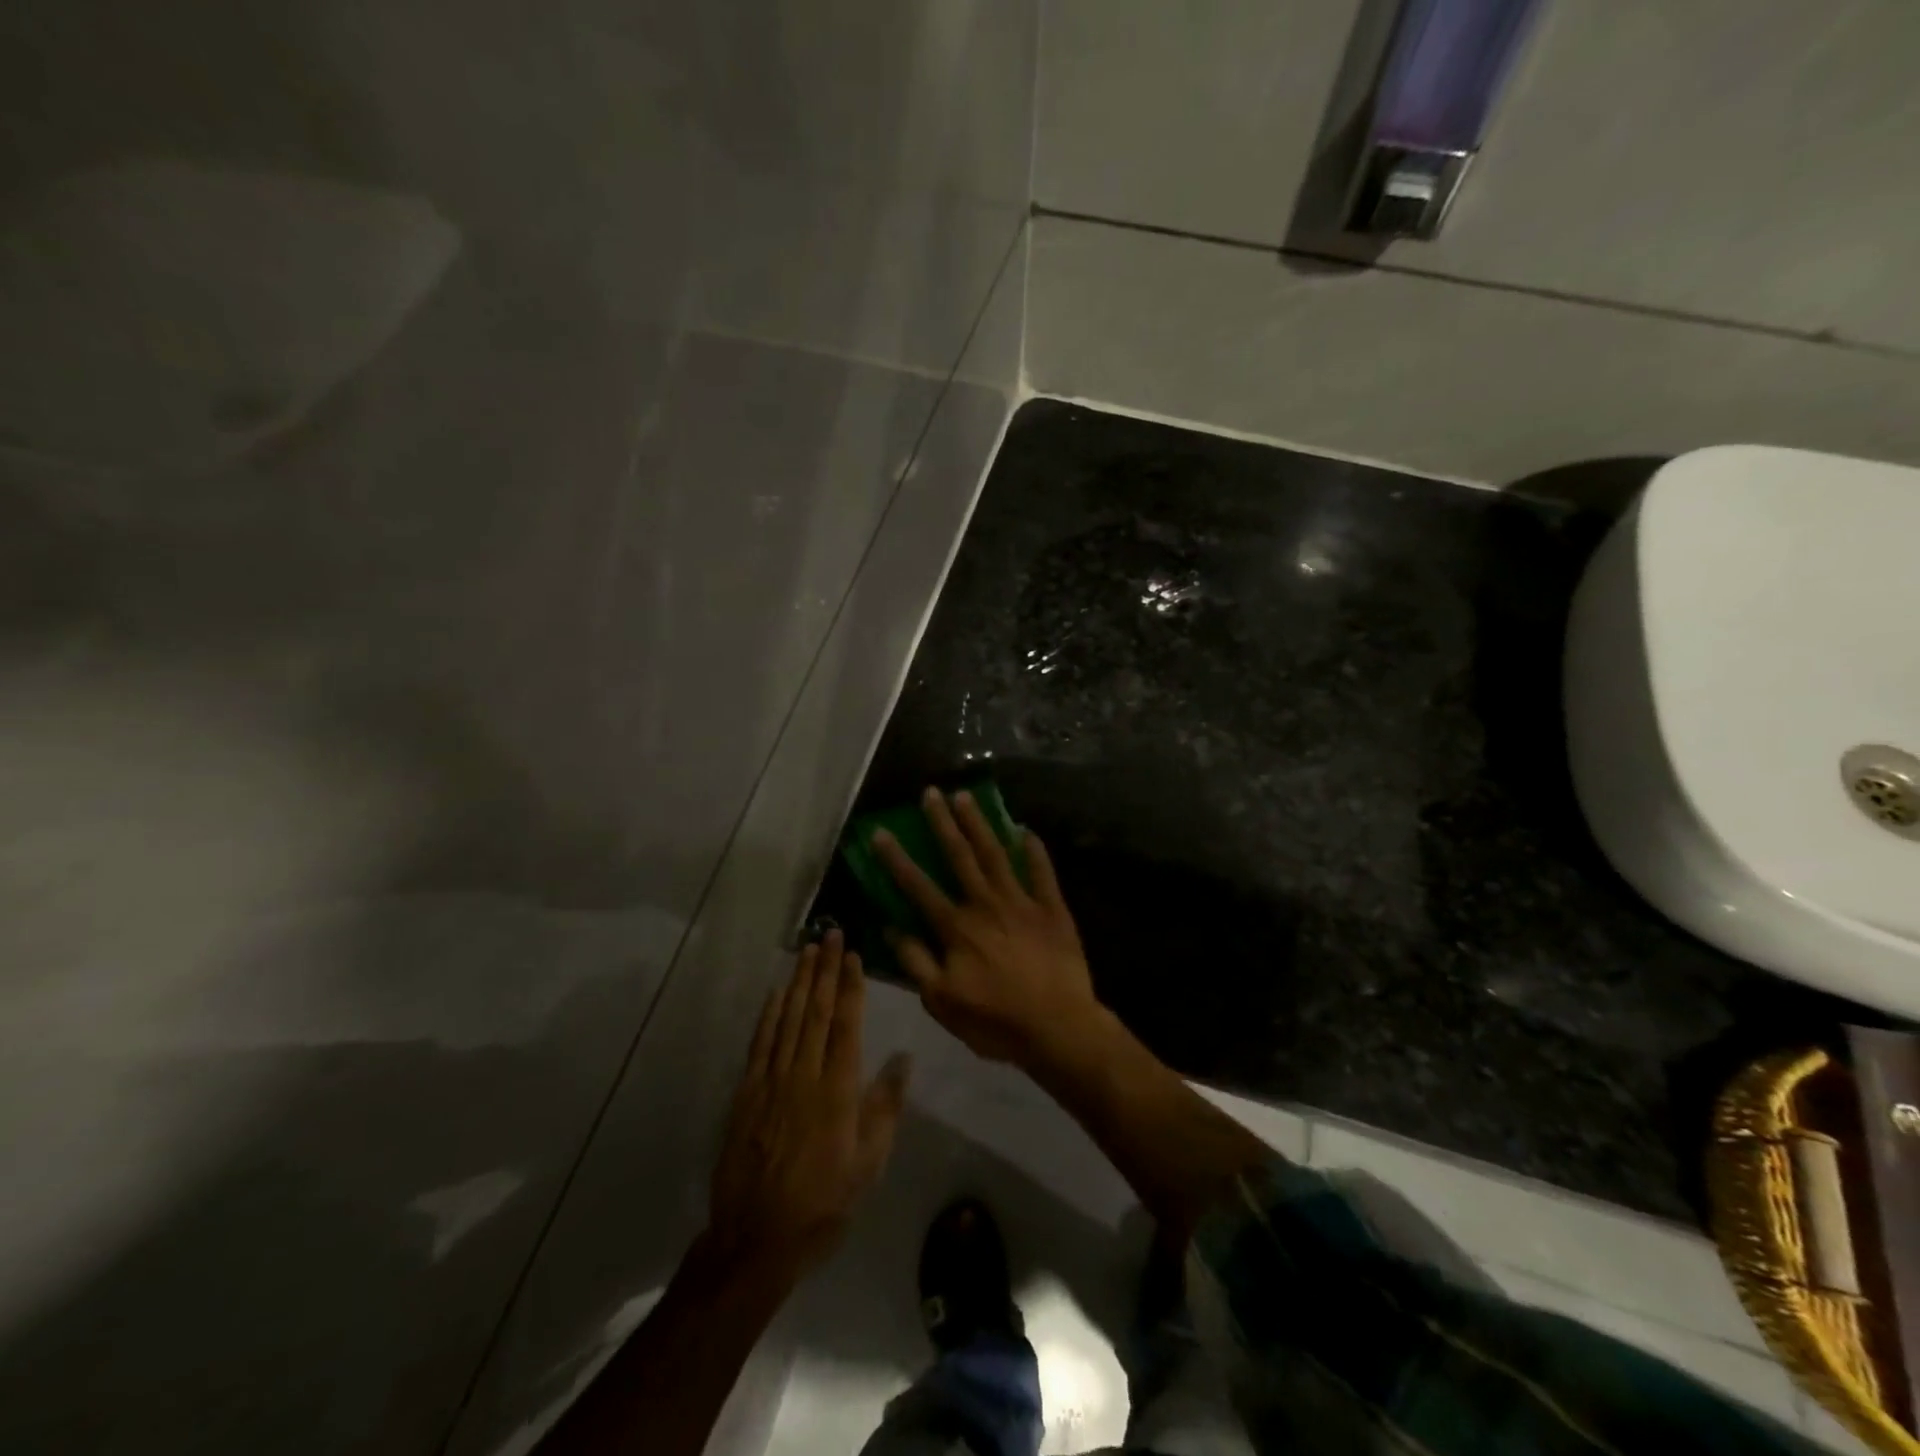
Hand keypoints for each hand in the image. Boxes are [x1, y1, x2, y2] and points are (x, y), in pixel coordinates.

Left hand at [707, 932, 909, 1284]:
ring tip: (807, 950)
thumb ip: (885, 1107)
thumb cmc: (823, 1202)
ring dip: (798, 981)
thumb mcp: (869, 1164)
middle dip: (824, 969)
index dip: (849, 986)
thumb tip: (903, 1057)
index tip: (852, 955)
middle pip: (815, 1011)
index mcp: (837, 1090)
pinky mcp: (746, 1094)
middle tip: (829, 933)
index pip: (846, 1025)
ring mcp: (771, 1082)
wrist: (756, 1239)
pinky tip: (775, 992)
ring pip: (787, 1019)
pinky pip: (759, 1043)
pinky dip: (768, 1014)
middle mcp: (803, 1075)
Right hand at [875, 787, 1102, 1068]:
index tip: (881, 831)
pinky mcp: (1053, 909)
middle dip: (942, 823)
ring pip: (996, 854)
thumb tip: (892, 928)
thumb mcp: (943, 1002)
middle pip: (959, 856)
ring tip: (966, 797)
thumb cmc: (996, 1021)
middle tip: (931, 792)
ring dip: (979, 824)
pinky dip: (1034, 850)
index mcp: (957, 928)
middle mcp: (986, 904)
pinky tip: (1026, 829)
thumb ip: (916, 963)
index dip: (897, 859)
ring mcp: (1022, 902)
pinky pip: (1042, 872)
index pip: (918, 886)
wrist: (1058, 1028)